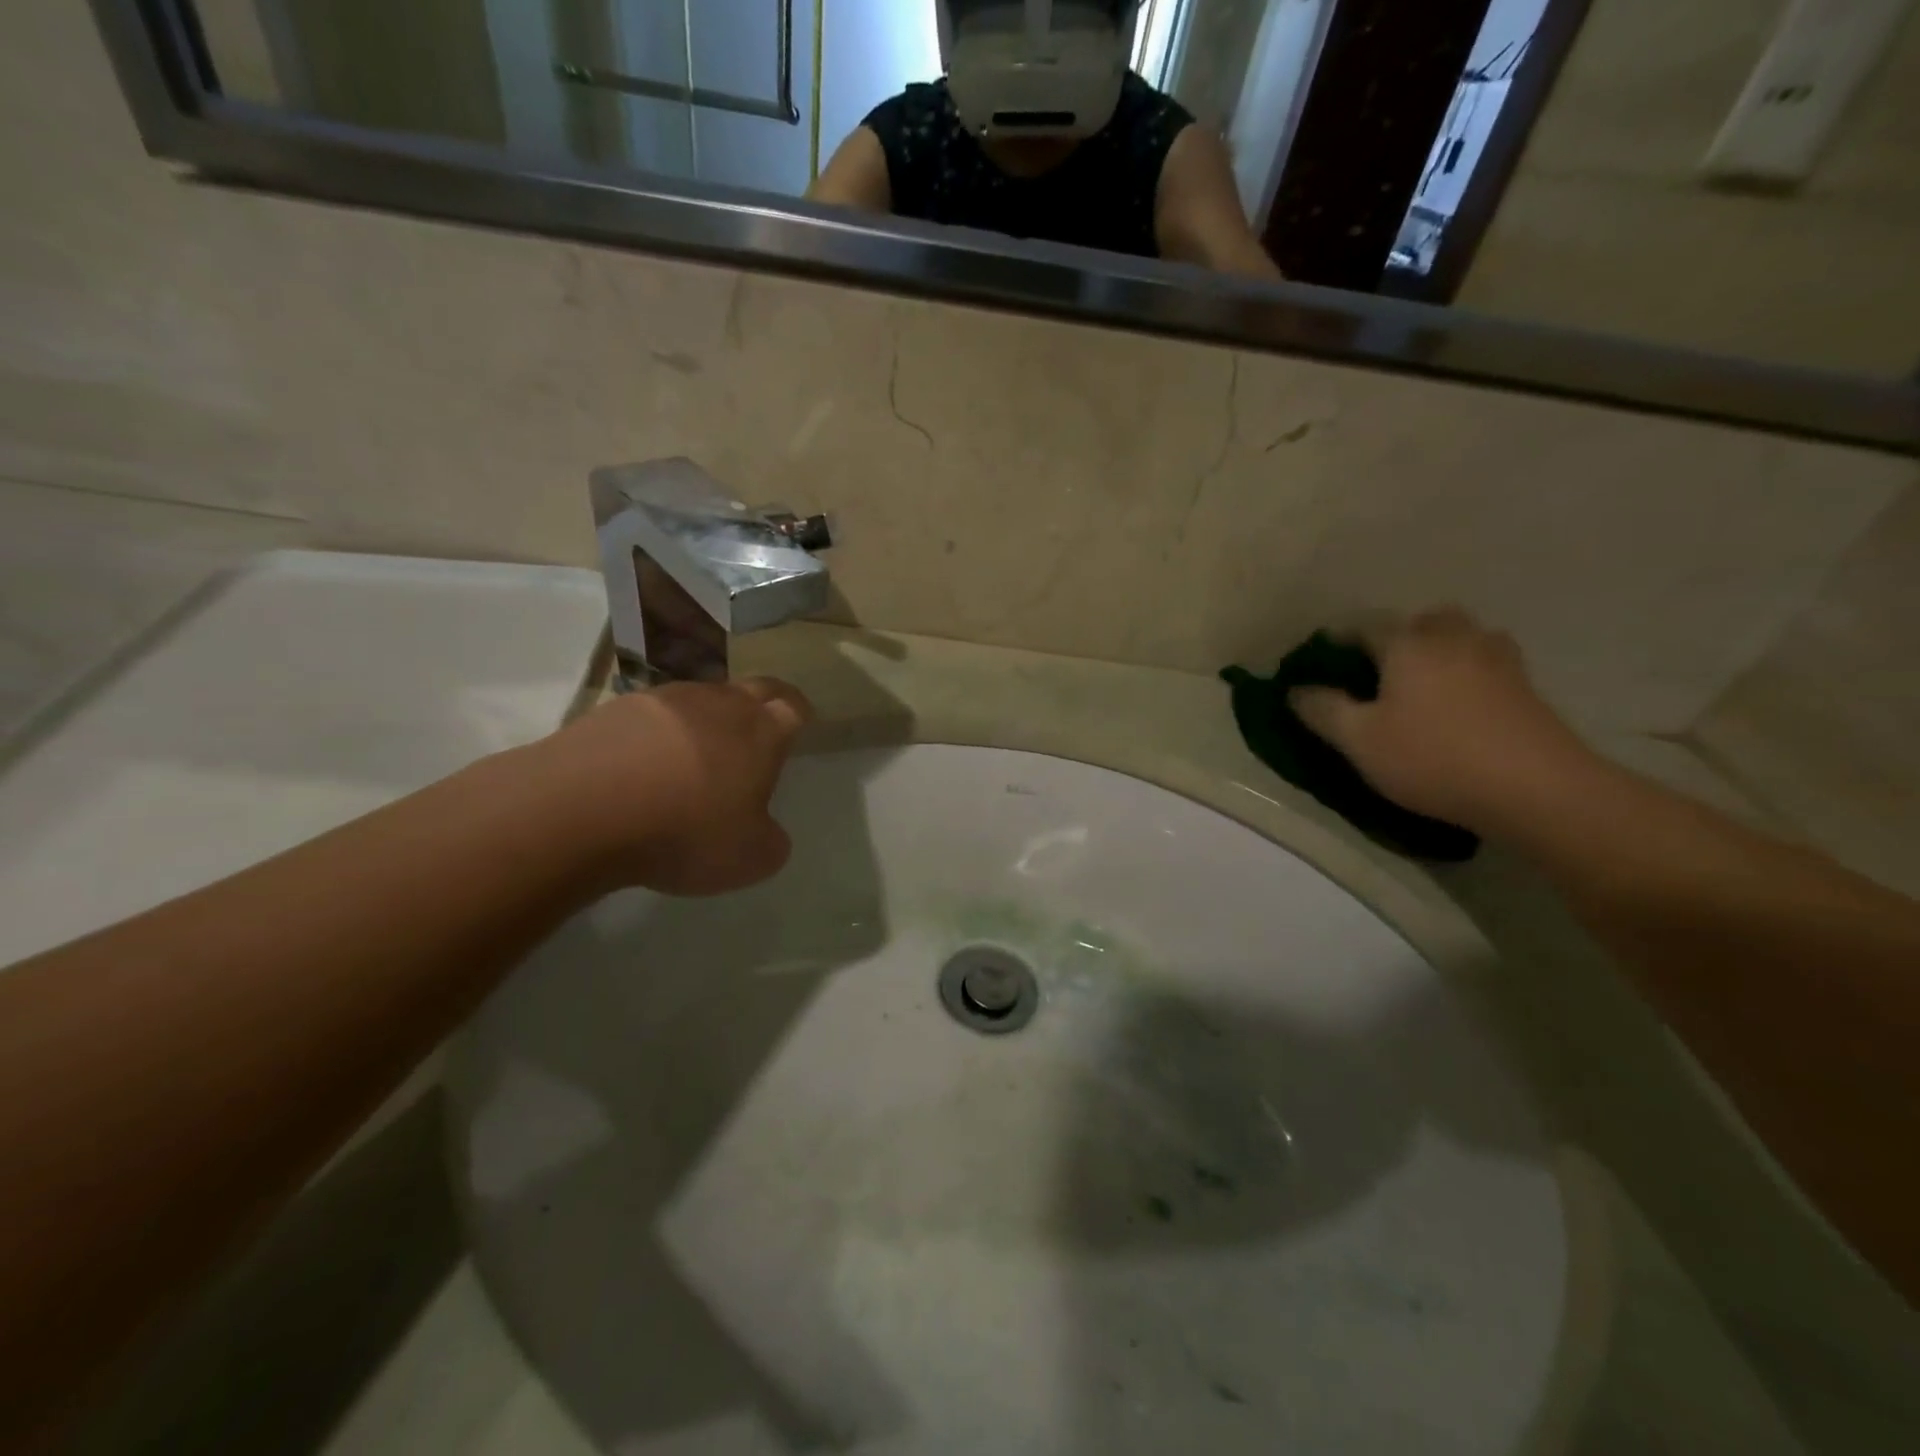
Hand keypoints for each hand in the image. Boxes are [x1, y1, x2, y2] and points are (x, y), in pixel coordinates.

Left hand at [531, 677, 812, 895]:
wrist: (581, 809)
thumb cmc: (684, 831)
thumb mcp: (750, 858)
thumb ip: (771, 841)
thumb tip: (766, 831)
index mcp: (761, 731)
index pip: (794, 706)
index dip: (800, 714)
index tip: (800, 724)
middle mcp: (718, 703)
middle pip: (753, 688)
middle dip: (764, 703)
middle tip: (761, 726)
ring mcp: (665, 699)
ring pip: (702, 697)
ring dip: (709, 716)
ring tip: (699, 750)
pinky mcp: (616, 708)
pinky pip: (653, 714)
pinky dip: (660, 732)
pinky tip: (646, 763)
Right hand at [1289, 609, 1600, 836]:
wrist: (1535, 788)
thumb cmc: (1432, 757)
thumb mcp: (1359, 740)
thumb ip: (1323, 710)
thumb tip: (1296, 689)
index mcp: (1407, 644)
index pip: (1364, 626)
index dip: (1339, 641)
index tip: (1323, 662)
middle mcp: (1453, 638)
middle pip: (1422, 621)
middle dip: (1399, 637)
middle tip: (1381, 670)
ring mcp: (1497, 659)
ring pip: (1462, 636)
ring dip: (1440, 649)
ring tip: (1425, 684)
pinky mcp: (1526, 686)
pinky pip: (1487, 663)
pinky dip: (1470, 672)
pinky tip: (1463, 703)